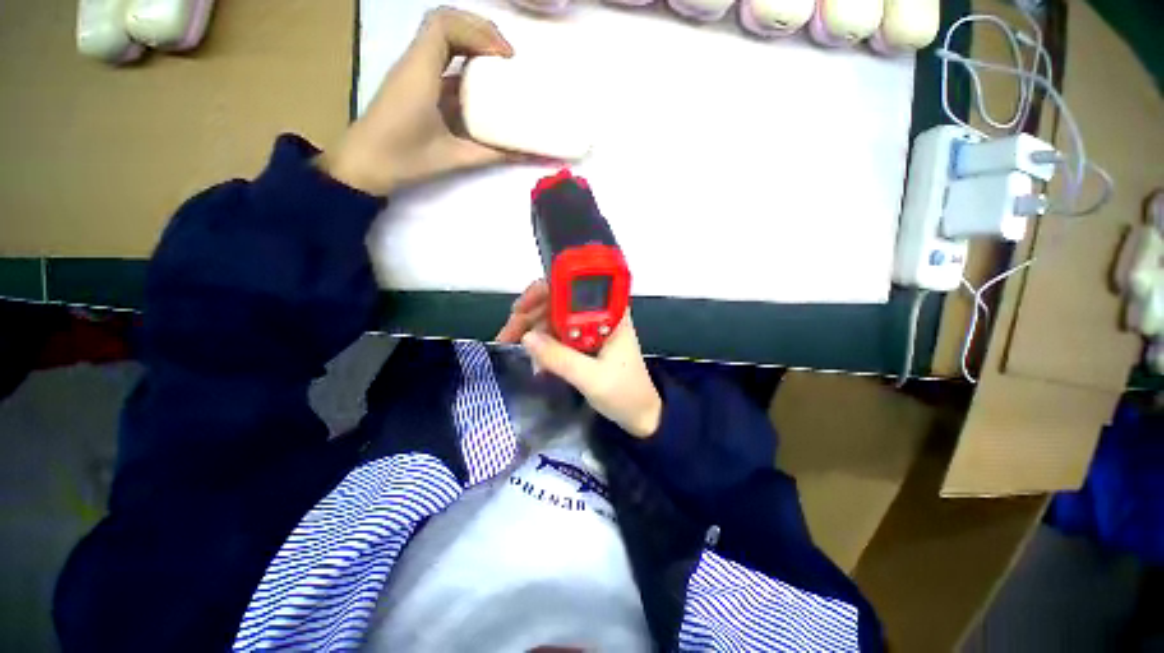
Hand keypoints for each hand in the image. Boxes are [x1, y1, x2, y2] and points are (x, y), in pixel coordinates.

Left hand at [319, 7, 515, 194]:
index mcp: (421, 73)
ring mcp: (413, 74)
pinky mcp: (414, 86)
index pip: (446, 25)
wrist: (365, 165)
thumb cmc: (405, 159)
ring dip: (473, 46)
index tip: (505, 57)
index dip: (480, 32)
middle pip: (446, 24)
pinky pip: (441, 63)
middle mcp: (415, 64)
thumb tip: (526, 154)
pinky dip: (464, 65)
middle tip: (507, 58)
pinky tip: (482, 86)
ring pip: (442, 41)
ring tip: (499, 66)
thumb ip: (492, 153)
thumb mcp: (454, 157)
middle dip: (480, 32)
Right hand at [498, 281, 661, 438]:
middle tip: (506, 334)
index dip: (543, 292)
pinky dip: (543, 344)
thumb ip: (560, 358)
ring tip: (510, 345)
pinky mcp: (585, 342)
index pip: (572, 289)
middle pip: (558, 302)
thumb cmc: (625, 393)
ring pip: (554, 318)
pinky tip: (533, 358)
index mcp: (609, 313)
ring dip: (531, 330)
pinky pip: (558, 335)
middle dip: (530, 315)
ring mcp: (591, 328)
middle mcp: (598, 314)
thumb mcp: (592, 378)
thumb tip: (526, 337)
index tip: (520, 309)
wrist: (641, 415)